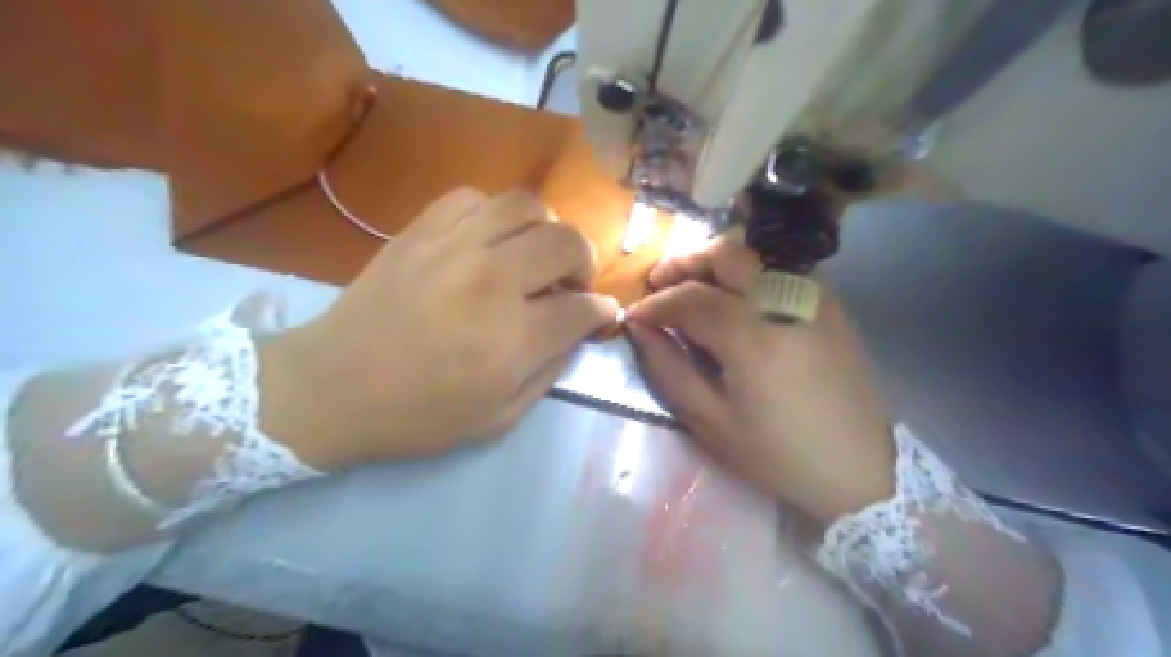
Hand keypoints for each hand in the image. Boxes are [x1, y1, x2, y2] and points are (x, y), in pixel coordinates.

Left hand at [259, 186, 614, 468]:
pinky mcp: (419, 231)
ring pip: (526, 205)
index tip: (600, 315)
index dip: (600, 311)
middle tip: (571, 284)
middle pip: (566, 242)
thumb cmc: (418, 415)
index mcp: (515, 337)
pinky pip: (472, 198)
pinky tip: (489, 239)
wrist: (331, 388)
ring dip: (546, 228)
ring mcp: (453, 247)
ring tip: (535, 253)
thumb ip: (550, 371)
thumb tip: (578, 331)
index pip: (583, 307)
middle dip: (585, 262)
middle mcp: (493, 281)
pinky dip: (494, 214)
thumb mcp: (499, 418)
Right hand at [632, 240, 898, 523]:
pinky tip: (736, 298)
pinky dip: (748, 273)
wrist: (860, 467)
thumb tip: (641, 329)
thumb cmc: (779, 454)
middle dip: (684, 262)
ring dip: (715, 262)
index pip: (690, 298)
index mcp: (752, 338)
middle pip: (726, 254)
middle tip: (659, 283)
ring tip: (692, 286)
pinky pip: (780, 270)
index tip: (634, 316)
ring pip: (756, 255)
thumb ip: (670, 369)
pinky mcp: (831, 305)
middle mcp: (784, 302)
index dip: (655, 303)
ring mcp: (814, 298)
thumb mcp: (712, 424)